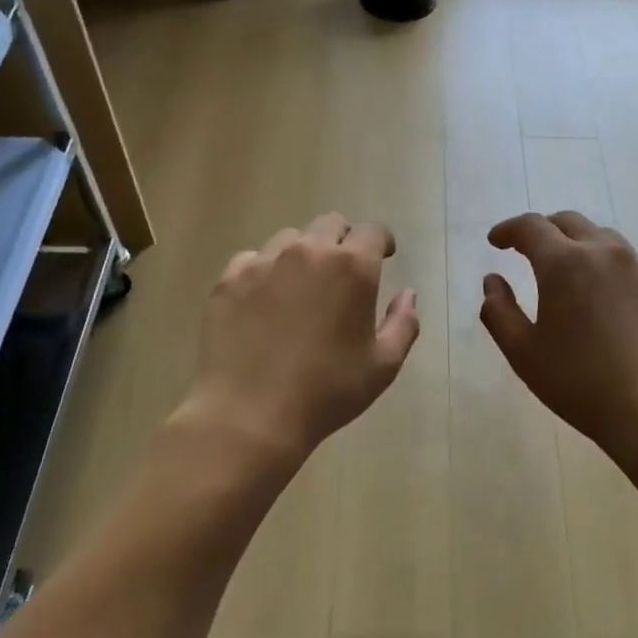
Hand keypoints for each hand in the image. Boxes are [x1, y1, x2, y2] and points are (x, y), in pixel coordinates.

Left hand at [183, 213, 419, 462]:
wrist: (250, 414)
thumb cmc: (327, 392)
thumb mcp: (382, 366)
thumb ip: (403, 324)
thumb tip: (407, 294)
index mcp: (352, 268)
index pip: (373, 232)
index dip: (382, 242)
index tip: (384, 257)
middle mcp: (308, 252)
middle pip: (330, 223)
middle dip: (343, 240)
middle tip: (344, 272)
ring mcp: (263, 262)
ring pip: (290, 238)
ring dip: (303, 254)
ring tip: (302, 287)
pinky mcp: (229, 279)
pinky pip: (253, 260)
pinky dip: (266, 272)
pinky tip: (265, 302)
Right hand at [481, 211, 637, 461]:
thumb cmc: (580, 383)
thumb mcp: (524, 354)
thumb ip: (499, 312)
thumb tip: (492, 282)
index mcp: (564, 263)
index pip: (531, 227)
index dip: (508, 230)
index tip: (495, 241)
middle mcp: (604, 253)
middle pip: (569, 222)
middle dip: (543, 230)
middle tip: (527, 250)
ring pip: (603, 239)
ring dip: (577, 244)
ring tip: (566, 269)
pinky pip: (627, 265)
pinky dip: (605, 268)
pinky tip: (602, 299)